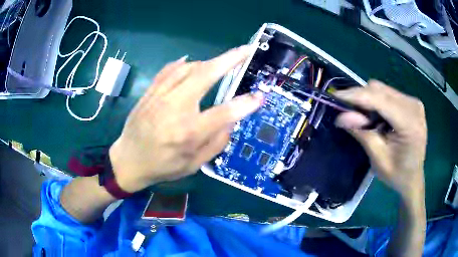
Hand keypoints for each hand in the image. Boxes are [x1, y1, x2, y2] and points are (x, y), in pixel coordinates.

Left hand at [109, 45, 262, 192]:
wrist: (128, 161)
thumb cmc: (162, 166)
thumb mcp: (193, 165)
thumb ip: (216, 142)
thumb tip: (231, 120)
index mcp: (187, 133)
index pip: (223, 113)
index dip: (245, 104)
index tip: (259, 97)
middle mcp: (174, 109)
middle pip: (205, 75)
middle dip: (229, 60)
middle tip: (244, 51)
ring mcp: (159, 97)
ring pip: (188, 68)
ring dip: (208, 63)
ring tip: (220, 64)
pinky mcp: (150, 93)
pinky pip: (168, 70)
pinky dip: (183, 64)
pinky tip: (190, 63)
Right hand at [334, 80, 426, 200]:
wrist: (413, 178)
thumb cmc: (397, 174)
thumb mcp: (378, 159)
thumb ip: (362, 133)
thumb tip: (340, 116)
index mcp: (409, 123)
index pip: (379, 99)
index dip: (356, 95)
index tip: (335, 96)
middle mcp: (413, 105)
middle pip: (380, 90)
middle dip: (360, 98)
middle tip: (348, 114)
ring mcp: (413, 102)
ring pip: (382, 89)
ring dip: (368, 101)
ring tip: (365, 120)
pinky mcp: (411, 102)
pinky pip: (388, 94)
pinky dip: (377, 102)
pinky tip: (376, 118)